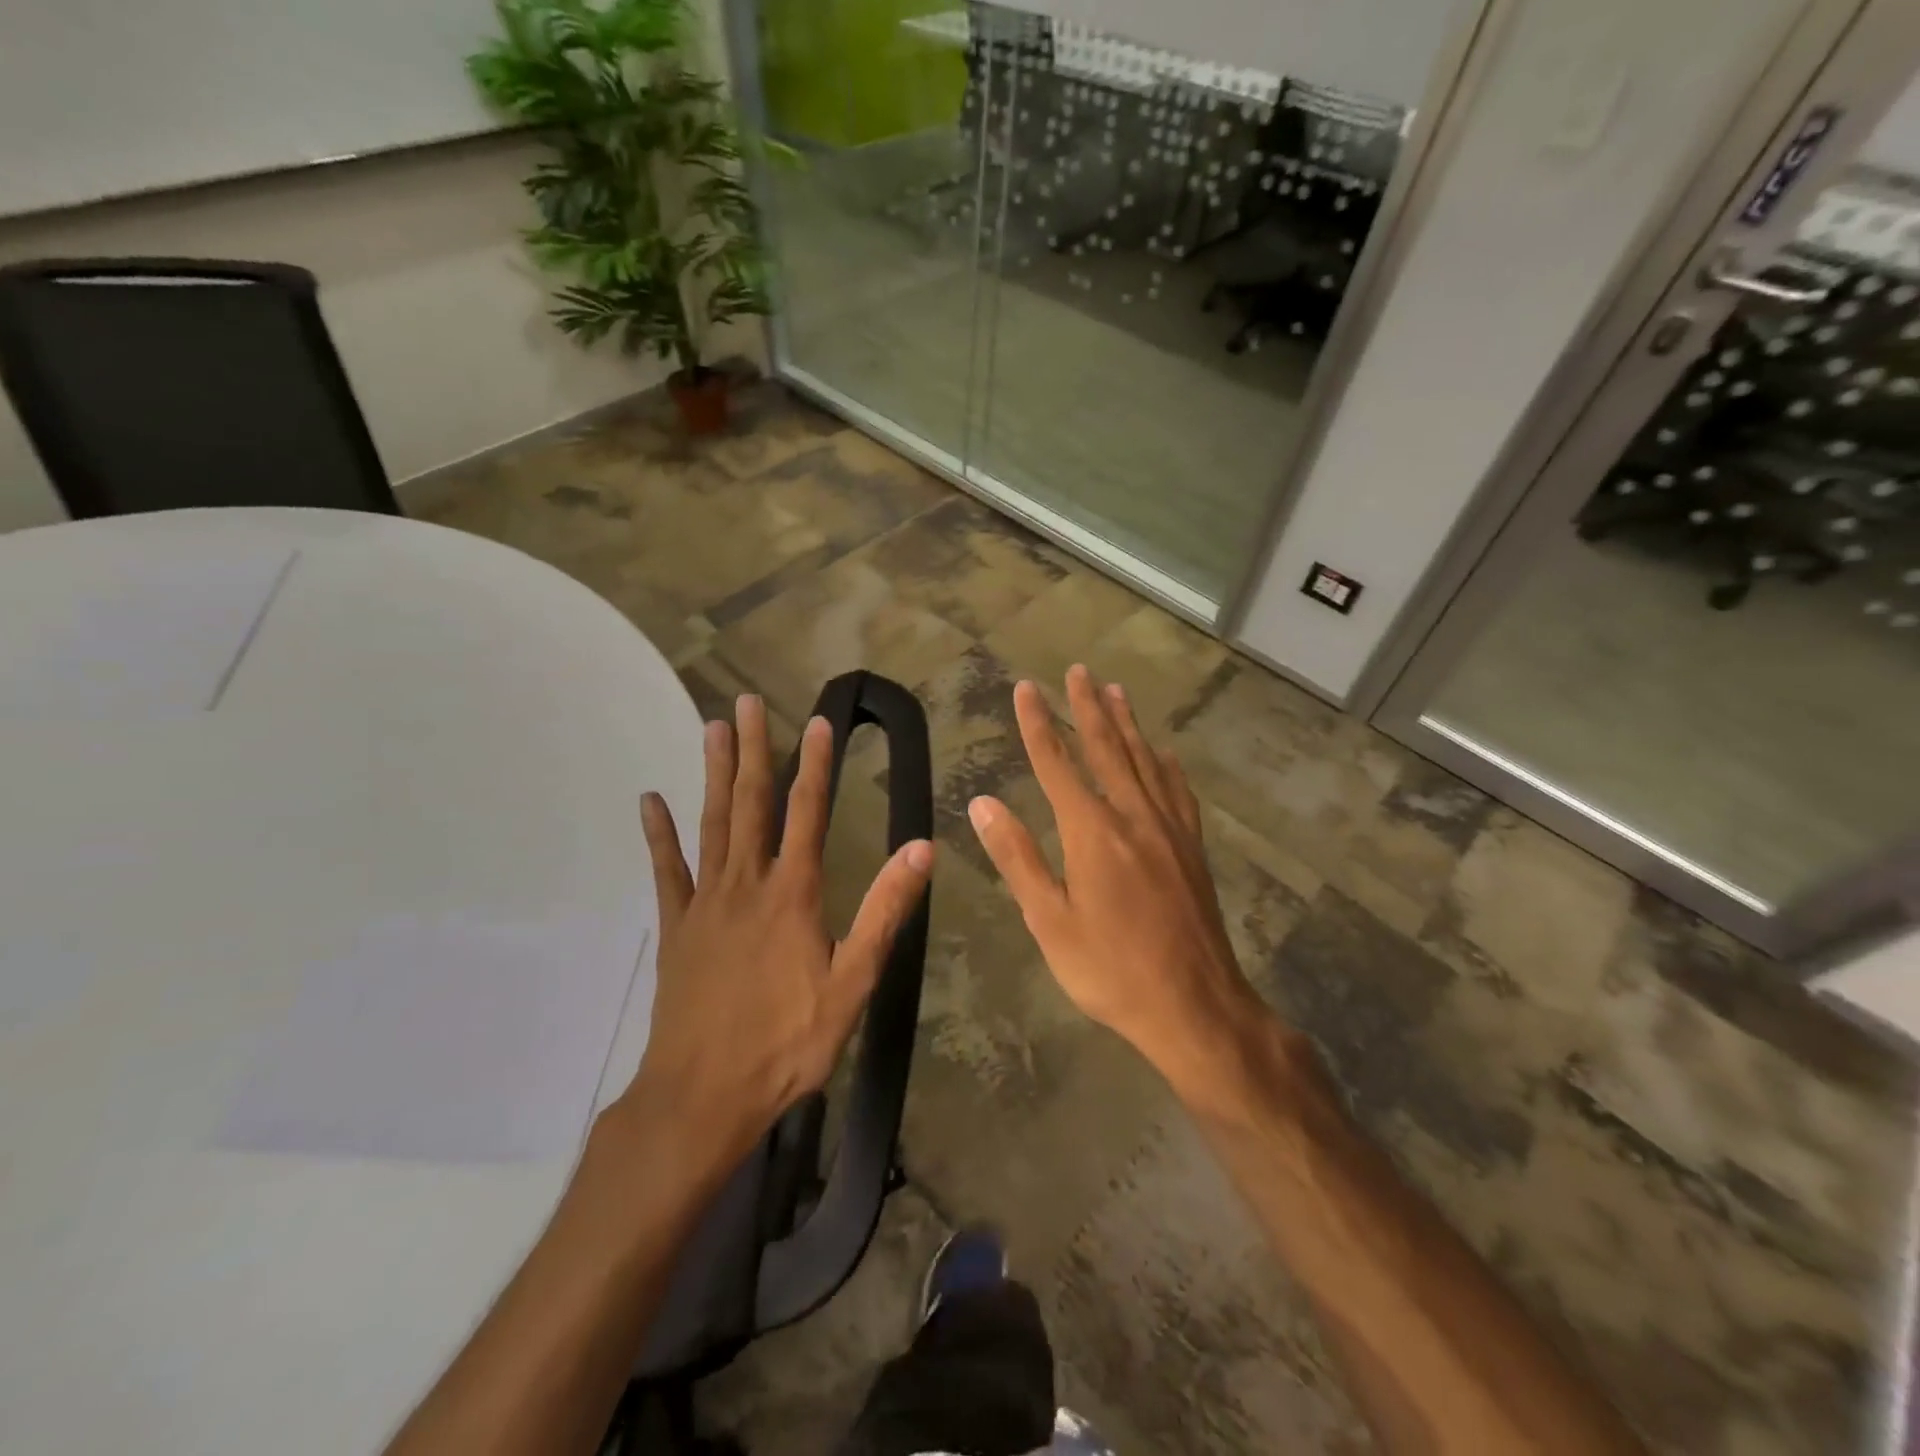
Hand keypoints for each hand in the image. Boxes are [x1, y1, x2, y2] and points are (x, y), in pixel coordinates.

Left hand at [624, 695, 933, 1170]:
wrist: (703, 1095)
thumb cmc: (786, 1042)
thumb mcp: (852, 981)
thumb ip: (884, 911)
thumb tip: (920, 850)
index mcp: (793, 893)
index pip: (807, 813)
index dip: (815, 766)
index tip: (818, 722)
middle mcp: (746, 883)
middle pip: (750, 803)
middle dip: (753, 750)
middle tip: (747, 702)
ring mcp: (705, 902)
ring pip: (711, 823)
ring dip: (713, 773)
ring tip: (712, 728)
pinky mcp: (676, 926)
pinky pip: (666, 870)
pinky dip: (659, 834)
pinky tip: (650, 801)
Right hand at [967, 667, 1267, 1092]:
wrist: (1195, 1006)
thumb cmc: (1110, 969)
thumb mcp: (1049, 921)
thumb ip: (1017, 858)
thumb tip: (983, 804)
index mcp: (1091, 832)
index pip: (1057, 763)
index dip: (1038, 724)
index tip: (1026, 689)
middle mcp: (1133, 817)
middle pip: (1107, 749)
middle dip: (1089, 707)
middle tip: (1079, 670)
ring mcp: (1169, 830)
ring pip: (1145, 762)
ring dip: (1128, 724)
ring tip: (1116, 691)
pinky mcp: (1192, 849)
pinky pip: (1178, 792)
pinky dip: (1167, 766)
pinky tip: (1165, 754)